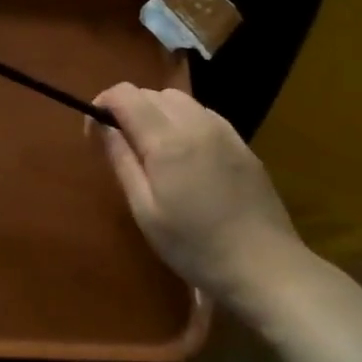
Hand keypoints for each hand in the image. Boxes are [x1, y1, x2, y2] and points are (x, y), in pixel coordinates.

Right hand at [95, 82, 301, 313]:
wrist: (266, 268)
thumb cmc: (194, 245)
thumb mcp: (144, 209)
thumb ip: (120, 159)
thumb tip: (98, 123)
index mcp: (167, 140)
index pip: (125, 95)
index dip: (102, 103)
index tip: (94, 131)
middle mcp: (196, 123)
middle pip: (151, 93)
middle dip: (128, 108)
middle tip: (120, 145)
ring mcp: (224, 132)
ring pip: (179, 100)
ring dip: (156, 112)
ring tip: (152, 149)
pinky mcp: (242, 144)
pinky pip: (203, 115)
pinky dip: (183, 121)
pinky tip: (184, 156)